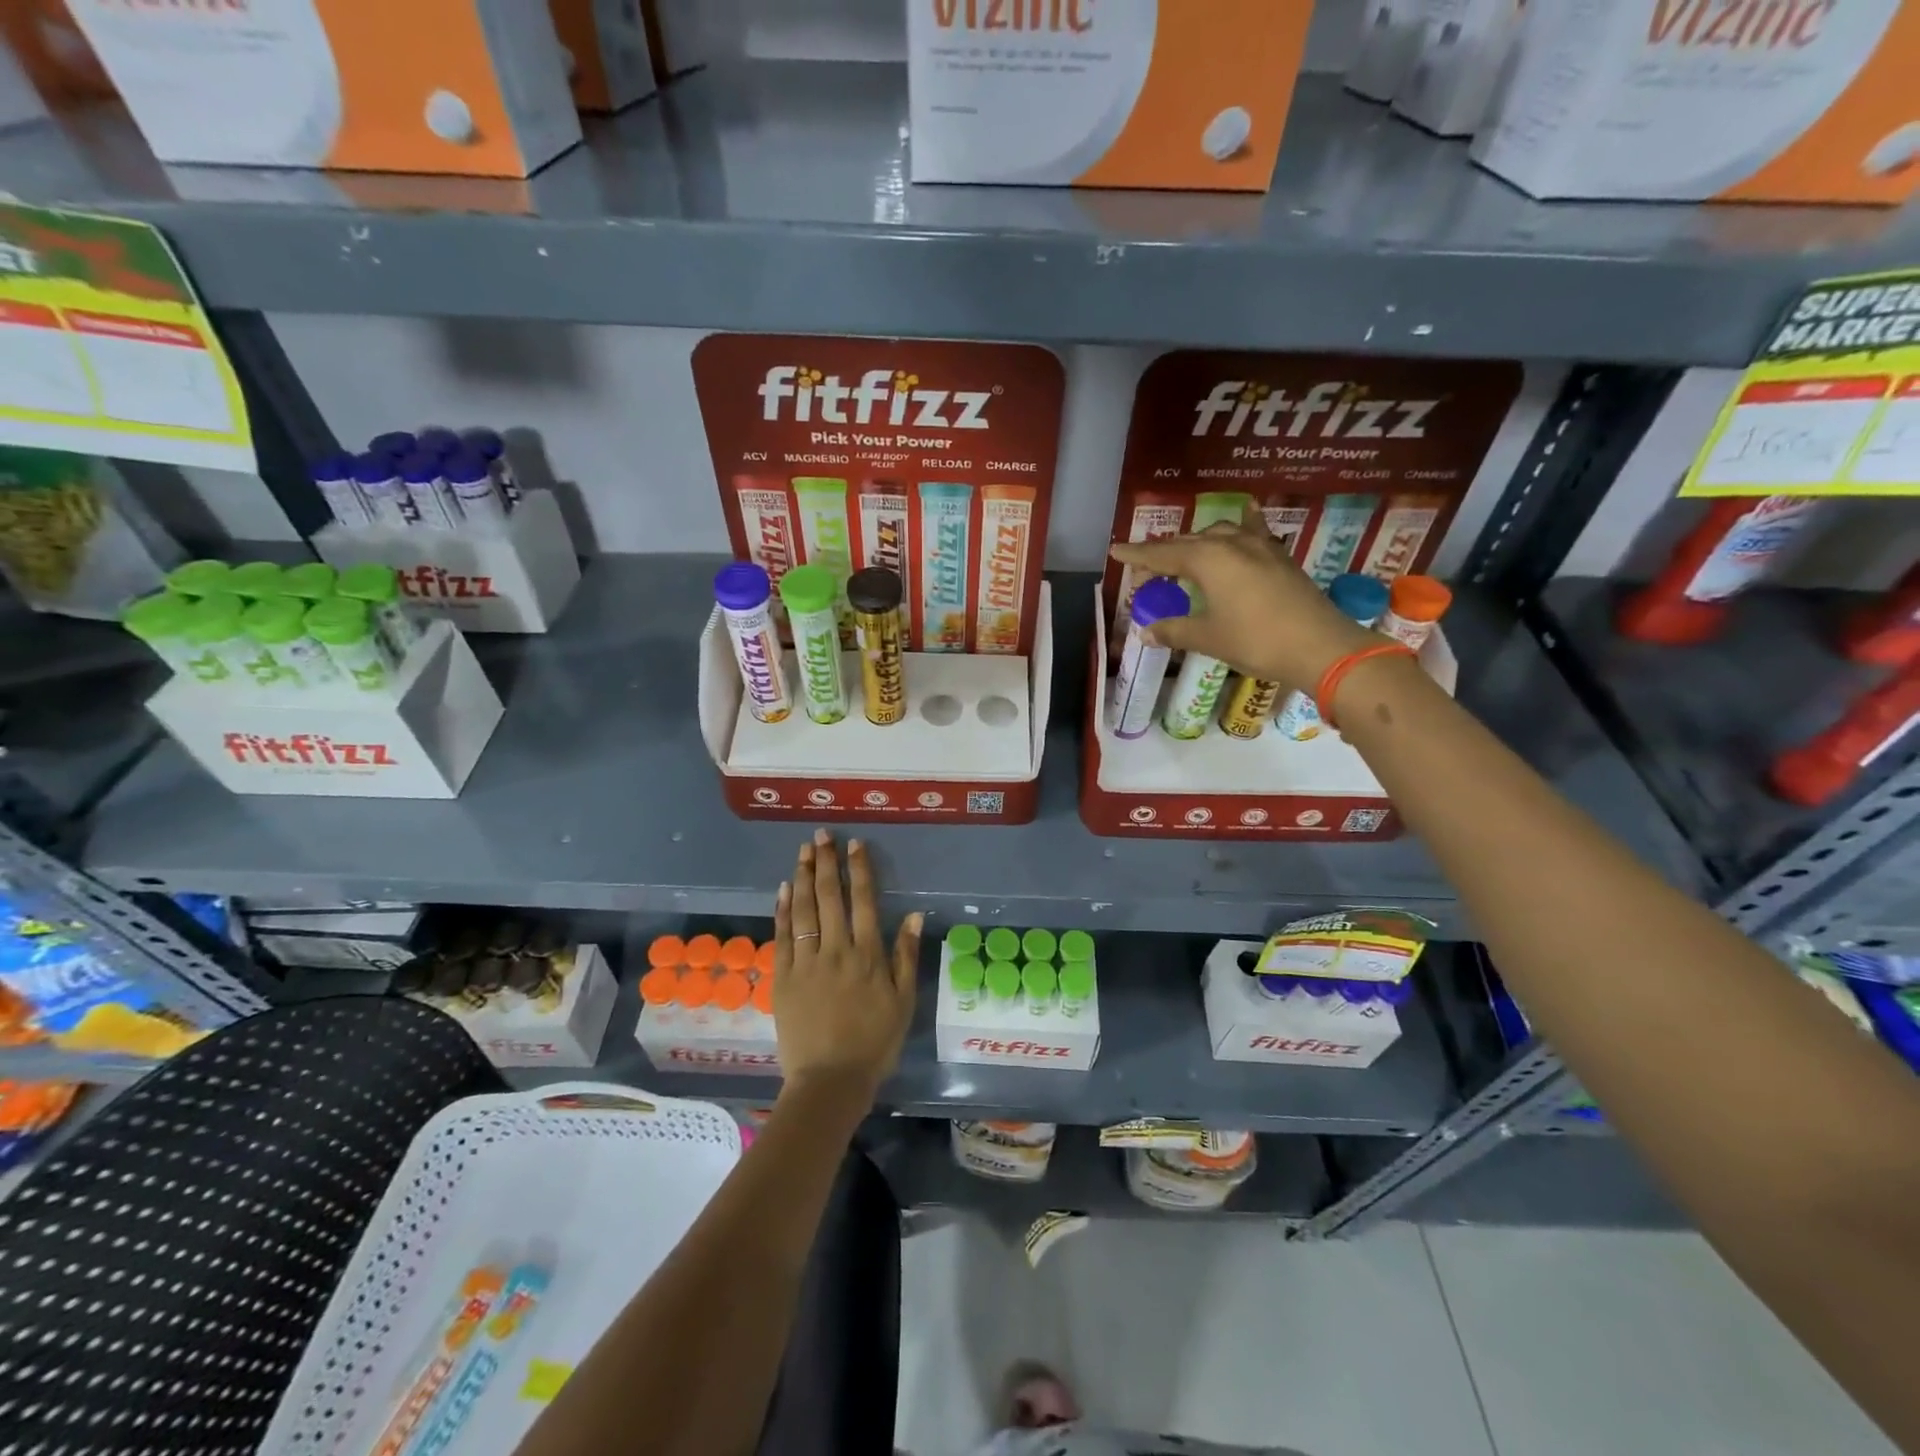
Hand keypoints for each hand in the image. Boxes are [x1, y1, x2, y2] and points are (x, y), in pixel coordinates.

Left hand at [772, 829, 921, 1105]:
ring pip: (803, 910)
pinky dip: (782, 910)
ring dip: (803, 877)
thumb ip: (906, 956)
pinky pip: (782, 936)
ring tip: (803, 852)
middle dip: (825, 863)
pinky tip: (783, 889)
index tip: (854, 845)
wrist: (830, 1081)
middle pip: (829, 897)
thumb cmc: (874, 1042)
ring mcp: (806, 963)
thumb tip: (912, 914)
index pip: (862, 901)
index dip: (858, 870)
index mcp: (867, 954)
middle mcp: (836, 950)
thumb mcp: (903, 1002)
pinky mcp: (783, 978)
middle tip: (821, 835)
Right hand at [1110, 505, 1377, 692]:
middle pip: (1187, 542)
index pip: (1162, 555)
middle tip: (1144, 573)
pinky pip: (1252, 531)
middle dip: (1163, 554)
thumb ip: (1174, 631)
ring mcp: (1260, 546)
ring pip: (1218, 533)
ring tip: (1183, 557)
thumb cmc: (1256, 641)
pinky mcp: (1280, 556)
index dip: (1137, 555)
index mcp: (1208, 560)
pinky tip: (1244, 516)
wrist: (1320, 646)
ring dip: (1195, 542)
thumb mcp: (1208, 638)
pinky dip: (1239, 527)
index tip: (1115, 550)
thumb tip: (1145, 633)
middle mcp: (1231, 543)